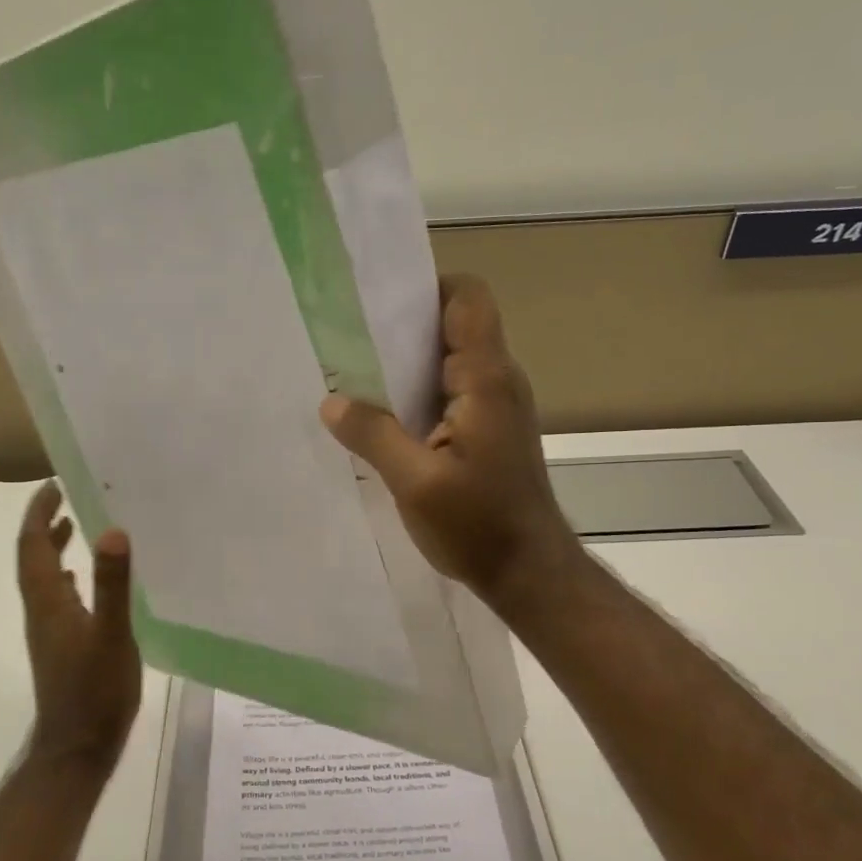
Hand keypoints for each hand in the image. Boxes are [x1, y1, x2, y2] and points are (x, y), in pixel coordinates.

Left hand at [16, 482, 140, 773]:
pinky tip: (83, 580)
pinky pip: (58, 596)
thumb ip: (112, 585)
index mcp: (48, 601)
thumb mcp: (111, 636)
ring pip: (44, 577)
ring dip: (53, 548)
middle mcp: (42, 610)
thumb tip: (112, 531)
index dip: (38, 513)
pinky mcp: (61, 645)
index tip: (52, 484)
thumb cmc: (95, 692)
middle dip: (44, 524)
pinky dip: (67, 575)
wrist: (77, 749)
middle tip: (65, 496)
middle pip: (33, 557)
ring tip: (75, 524)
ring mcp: (50, 629)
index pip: (32, 545)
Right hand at [320, 274, 585, 617]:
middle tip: (347, 340)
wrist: (529, 573)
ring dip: (405, 365)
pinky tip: (379, 416)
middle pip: (452, 326)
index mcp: (486, 379)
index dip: (427, 287)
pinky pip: (448, 393)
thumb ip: (373, 435)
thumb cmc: (479, 525)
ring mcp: (494, 407)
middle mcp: (496, 381)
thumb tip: (332, 401)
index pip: (468, 299)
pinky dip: (414, 394)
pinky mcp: (487, 431)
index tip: (378, 303)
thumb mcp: (415, 482)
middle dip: (402, 327)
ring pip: (447, 362)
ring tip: (353, 375)